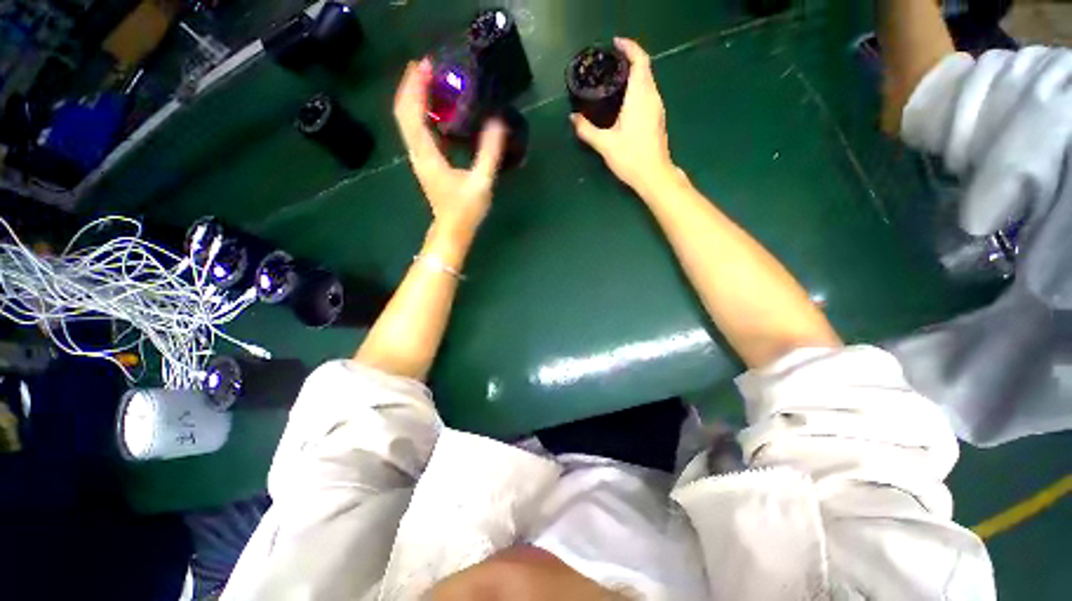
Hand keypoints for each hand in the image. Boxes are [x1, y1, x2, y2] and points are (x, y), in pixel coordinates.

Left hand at [394, 58, 507, 236]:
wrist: (452, 232)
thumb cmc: (465, 211)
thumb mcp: (481, 183)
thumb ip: (489, 153)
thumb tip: (497, 122)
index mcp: (427, 155)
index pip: (411, 113)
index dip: (415, 87)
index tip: (425, 65)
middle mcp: (417, 152)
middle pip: (404, 112)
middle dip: (411, 86)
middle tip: (426, 66)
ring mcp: (420, 158)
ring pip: (408, 121)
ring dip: (415, 98)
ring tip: (430, 81)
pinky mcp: (426, 163)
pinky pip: (418, 131)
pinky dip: (422, 114)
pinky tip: (437, 110)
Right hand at [570, 38, 677, 194]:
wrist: (654, 175)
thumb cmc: (630, 158)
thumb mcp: (605, 144)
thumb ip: (586, 130)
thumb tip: (572, 118)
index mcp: (640, 97)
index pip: (640, 60)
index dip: (629, 47)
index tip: (615, 44)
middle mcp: (652, 96)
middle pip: (645, 68)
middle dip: (629, 59)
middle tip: (610, 62)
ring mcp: (658, 107)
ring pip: (648, 80)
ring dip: (634, 73)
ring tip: (615, 77)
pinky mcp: (658, 117)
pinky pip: (649, 92)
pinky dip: (638, 87)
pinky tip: (625, 98)